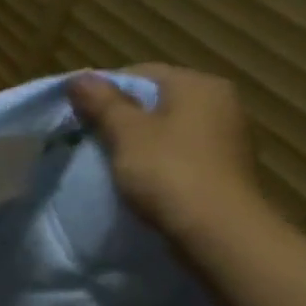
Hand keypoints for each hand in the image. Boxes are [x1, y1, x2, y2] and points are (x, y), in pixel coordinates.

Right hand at [66, 64, 275, 248]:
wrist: (219, 232)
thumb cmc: (169, 171)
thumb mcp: (125, 132)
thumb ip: (102, 102)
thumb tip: (79, 77)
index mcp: (198, 85)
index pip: (140, 74)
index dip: (103, 91)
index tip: (78, 114)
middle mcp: (220, 102)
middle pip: (155, 100)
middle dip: (121, 116)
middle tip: (88, 136)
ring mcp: (227, 136)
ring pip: (168, 127)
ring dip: (138, 139)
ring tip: (109, 158)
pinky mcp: (225, 167)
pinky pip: (181, 152)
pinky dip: (158, 159)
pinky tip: (139, 177)